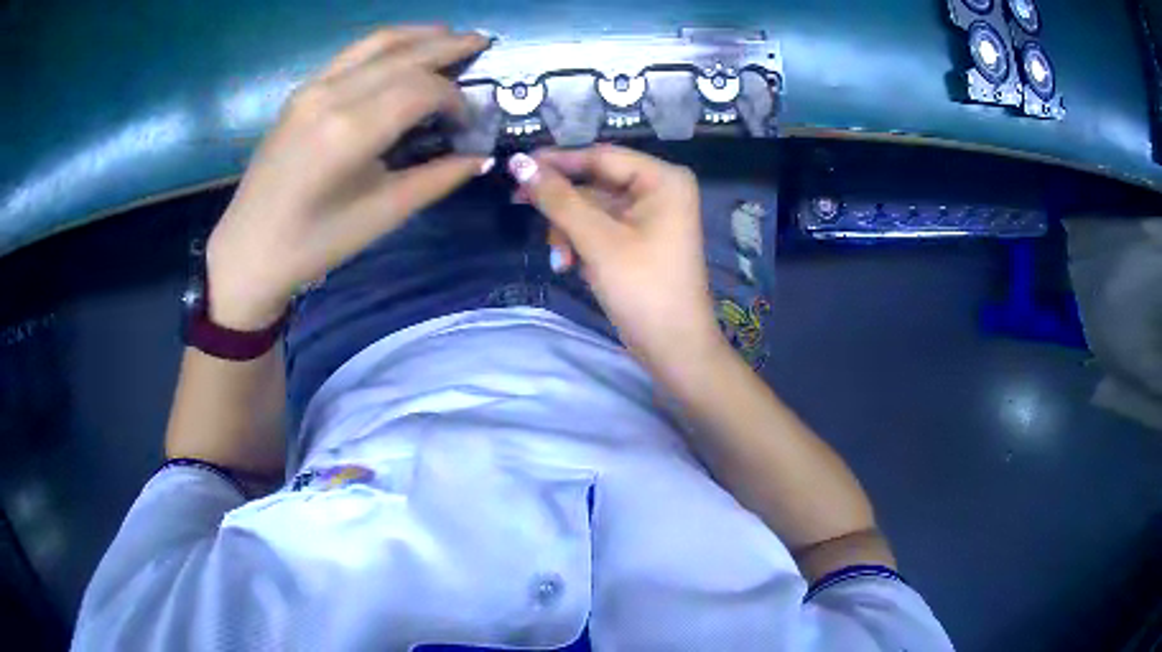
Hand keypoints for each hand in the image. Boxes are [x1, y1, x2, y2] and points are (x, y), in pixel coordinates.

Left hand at [206, 26, 491, 328]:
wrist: (248, 251)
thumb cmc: (314, 244)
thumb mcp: (381, 216)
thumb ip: (436, 179)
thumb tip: (480, 156)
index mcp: (350, 131)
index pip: (421, 90)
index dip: (455, 99)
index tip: (469, 121)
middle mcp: (331, 95)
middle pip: (403, 55)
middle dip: (448, 46)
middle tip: (483, 43)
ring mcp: (312, 88)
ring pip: (376, 43)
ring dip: (418, 35)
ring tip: (450, 35)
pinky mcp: (300, 92)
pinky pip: (351, 54)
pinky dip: (386, 45)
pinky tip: (404, 50)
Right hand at [509, 146, 728, 383]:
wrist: (673, 347)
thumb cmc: (643, 288)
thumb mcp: (597, 240)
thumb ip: (558, 199)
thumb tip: (518, 163)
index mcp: (662, 179)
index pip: (600, 156)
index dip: (556, 161)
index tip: (514, 166)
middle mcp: (659, 190)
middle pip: (595, 182)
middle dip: (562, 205)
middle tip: (519, 205)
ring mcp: (651, 216)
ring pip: (593, 207)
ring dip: (569, 230)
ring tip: (560, 258)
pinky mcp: (641, 239)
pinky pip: (602, 227)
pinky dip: (582, 242)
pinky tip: (570, 264)